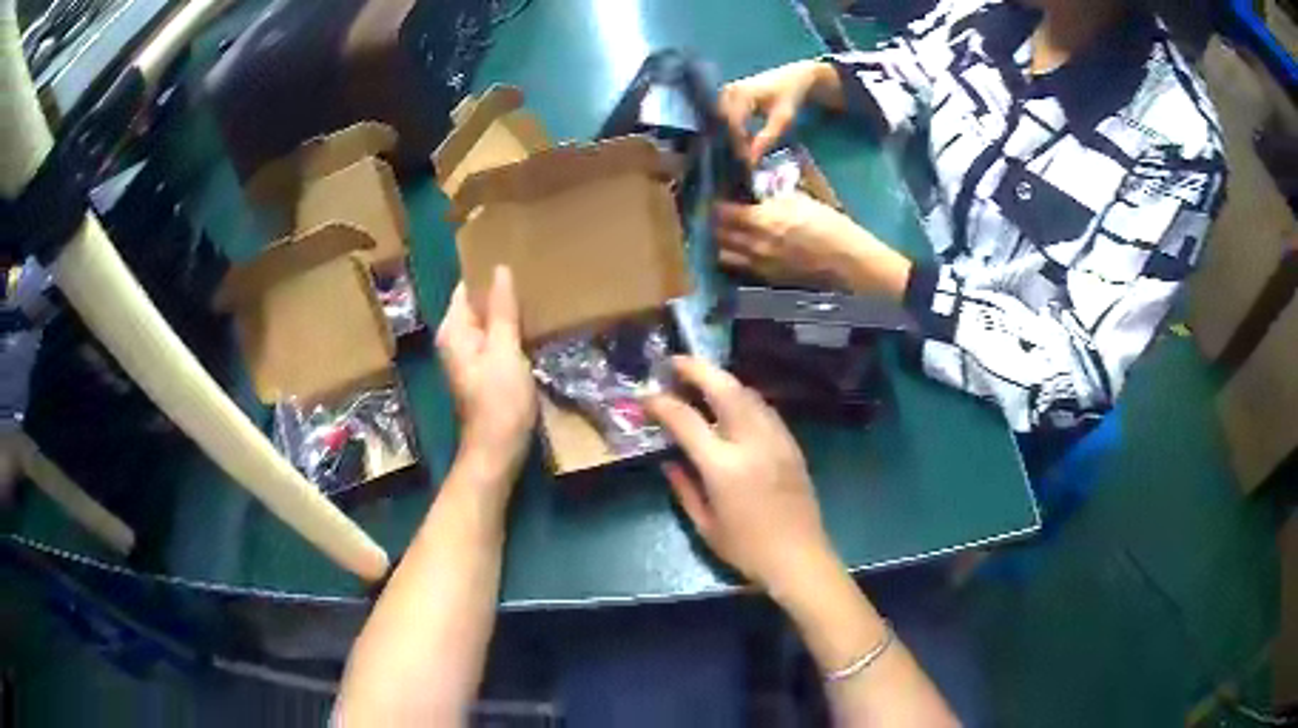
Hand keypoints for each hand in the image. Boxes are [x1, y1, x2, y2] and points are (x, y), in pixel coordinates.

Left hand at [436, 267, 536, 490]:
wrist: (497, 451)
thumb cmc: (499, 402)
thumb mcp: (504, 351)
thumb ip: (502, 310)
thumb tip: (500, 269)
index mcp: (454, 330)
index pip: (467, 286)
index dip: (487, 271)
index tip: (516, 253)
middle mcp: (456, 338)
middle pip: (478, 303)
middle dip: (502, 289)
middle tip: (534, 269)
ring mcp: (470, 355)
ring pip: (489, 321)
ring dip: (509, 309)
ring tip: (538, 290)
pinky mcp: (484, 369)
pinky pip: (496, 338)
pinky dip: (511, 329)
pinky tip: (533, 322)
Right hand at [645, 357, 836, 598]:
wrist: (800, 558)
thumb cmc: (747, 549)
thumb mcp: (705, 525)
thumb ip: (684, 488)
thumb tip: (669, 461)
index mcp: (724, 467)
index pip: (687, 420)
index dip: (662, 403)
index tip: (645, 395)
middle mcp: (752, 443)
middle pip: (725, 389)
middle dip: (698, 369)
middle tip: (676, 362)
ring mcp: (776, 440)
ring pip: (749, 394)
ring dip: (723, 380)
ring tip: (702, 379)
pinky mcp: (792, 445)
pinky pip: (765, 410)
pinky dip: (744, 398)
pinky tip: (733, 405)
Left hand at [715, 197, 912, 296]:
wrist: (848, 264)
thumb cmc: (830, 227)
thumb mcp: (802, 201)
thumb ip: (774, 199)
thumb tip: (760, 197)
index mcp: (762, 221)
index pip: (723, 212)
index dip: (716, 203)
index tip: (717, 197)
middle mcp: (754, 245)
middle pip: (719, 234)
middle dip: (715, 223)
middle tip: (718, 214)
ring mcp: (759, 265)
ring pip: (724, 254)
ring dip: (722, 242)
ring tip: (727, 233)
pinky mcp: (768, 279)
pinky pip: (741, 266)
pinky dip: (736, 257)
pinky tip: (744, 249)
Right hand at [719, 61, 833, 163]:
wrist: (792, 79)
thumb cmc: (789, 97)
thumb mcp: (783, 118)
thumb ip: (767, 138)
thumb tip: (751, 161)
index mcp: (740, 94)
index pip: (733, 126)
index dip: (738, 147)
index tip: (746, 164)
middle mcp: (726, 92)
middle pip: (723, 126)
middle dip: (732, 146)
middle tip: (743, 165)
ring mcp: (723, 95)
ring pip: (721, 125)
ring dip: (730, 141)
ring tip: (742, 157)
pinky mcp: (724, 99)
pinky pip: (723, 120)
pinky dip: (732, 134)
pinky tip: (743, 144)